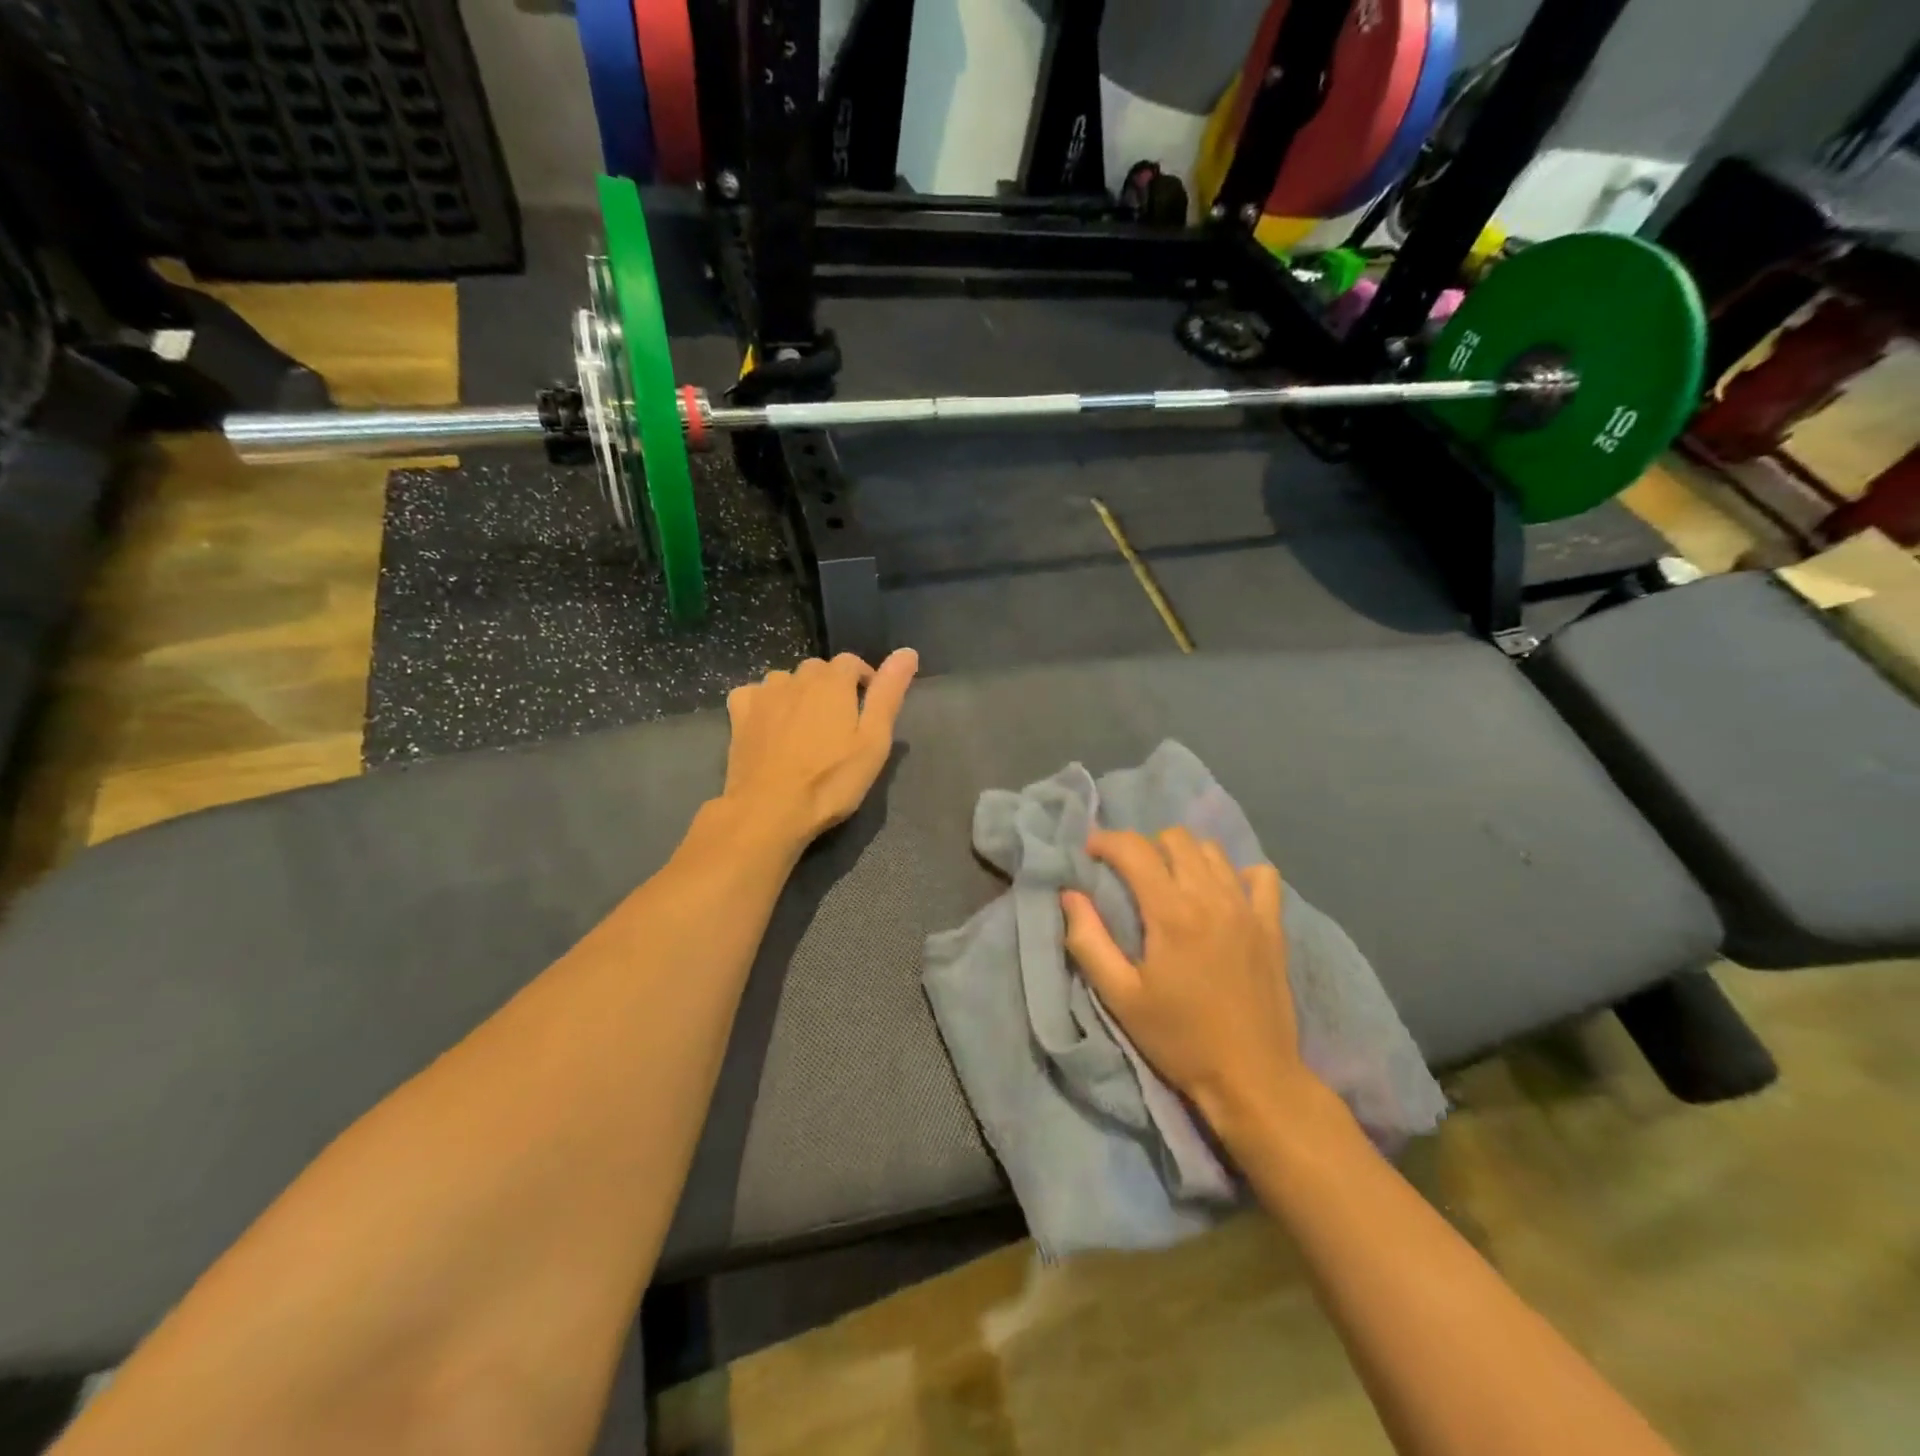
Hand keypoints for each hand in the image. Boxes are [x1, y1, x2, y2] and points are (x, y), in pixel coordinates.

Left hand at [721, 648, 917, 847]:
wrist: (769, 810)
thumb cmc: (830, 780)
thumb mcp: (873, 741)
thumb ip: (889, 693)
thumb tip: (908, 652)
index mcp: (832, 681)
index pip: (852, 662)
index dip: (864, 680)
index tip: (869, 709)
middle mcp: (796, 677)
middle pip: (818, 670)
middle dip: (832, 688)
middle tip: (839, 725)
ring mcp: (763, 694)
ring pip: (786, 681)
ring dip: (798, 694)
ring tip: (805, 728)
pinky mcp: (738, 714)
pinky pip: (754, 694)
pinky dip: (765, 703)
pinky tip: (769, 725)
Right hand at [1062, 828, 1321, 1138]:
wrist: (1252, 1079)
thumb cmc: (1179, 1039)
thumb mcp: (1121, 997)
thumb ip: (1089, 940)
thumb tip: (1070, 894)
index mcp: (1172, 913)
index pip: (1134, 849)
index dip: (1105, 841)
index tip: (1089, 853)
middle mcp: (1212, 898)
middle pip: (1175, 838)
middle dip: (1144, 845)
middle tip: (1128, 874)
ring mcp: (1247, 909)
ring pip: (1212, 851)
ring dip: (1184, 855)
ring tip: (1169, 882)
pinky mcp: (1272, 926)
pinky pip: (1261, 875)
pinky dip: (1236, 873)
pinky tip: (1221, 894)